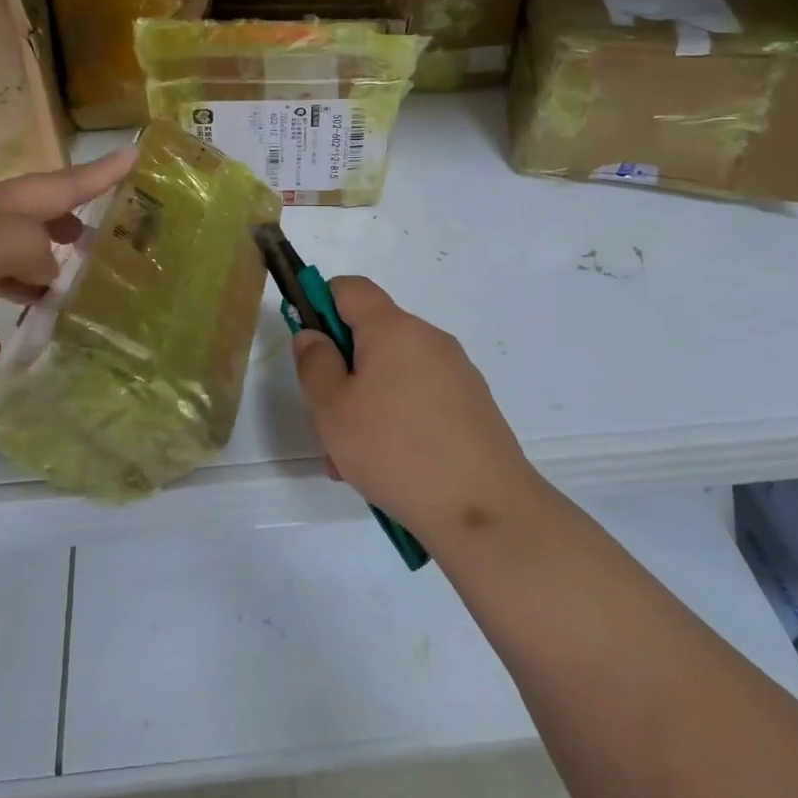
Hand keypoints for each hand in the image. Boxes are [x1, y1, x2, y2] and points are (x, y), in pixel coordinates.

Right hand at [294, 277, 544, 550]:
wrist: (485, 510)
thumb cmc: (395, 450)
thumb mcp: (332, 409)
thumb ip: (315, 363)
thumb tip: (314, 335)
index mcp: (393, 328)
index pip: (350, 287)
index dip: (321, 305)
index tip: (312, 350)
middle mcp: (428, 339)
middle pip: (371, 337)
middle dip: (343, 373)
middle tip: (329, 424)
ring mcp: (456, 372)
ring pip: (393, 374)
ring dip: (367, 404)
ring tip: (355, 462)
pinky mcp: (473, 406)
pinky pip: (421, 399)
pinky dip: (399, 420)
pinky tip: (392, 469)